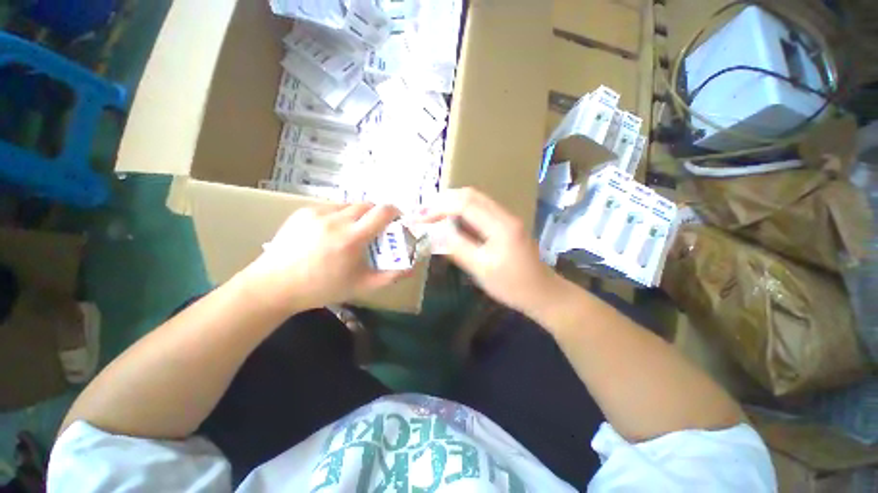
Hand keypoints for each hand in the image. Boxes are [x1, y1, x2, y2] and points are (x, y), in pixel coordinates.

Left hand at [241, 203, 408, 313]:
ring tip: (352, 232)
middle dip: (377, 214)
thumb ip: (390, 276)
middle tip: (375, 230)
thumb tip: (411, 266)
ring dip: (358, 215)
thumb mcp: (361, 286)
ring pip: (350, 205)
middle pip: (367, 205)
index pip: (382, 212)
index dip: (395, 212)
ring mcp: (317, 213)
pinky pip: (332, 208)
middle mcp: (336, 219)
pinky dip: (340, 216)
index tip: (397, 220)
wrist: (275, 285)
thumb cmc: (322, 288)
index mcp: (352, 238)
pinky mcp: (304, 211)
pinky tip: (332, 233)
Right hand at [419, 188, 565, 313]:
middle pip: (470, 195)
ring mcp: (506, 217)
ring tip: (432, 214)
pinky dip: (462, 211)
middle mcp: (504, 215)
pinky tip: (451, 220)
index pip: (464, 204)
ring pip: (475, 200)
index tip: (420, 218)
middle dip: (444, 200)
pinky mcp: (505, 224)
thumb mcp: (481, 270)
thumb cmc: (513, 286)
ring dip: (452, 203)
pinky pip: (480, 210)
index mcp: (500, 225)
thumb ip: (457, 248)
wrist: (543, 293)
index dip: (439, 208)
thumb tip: (435, 234)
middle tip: (423, 212)